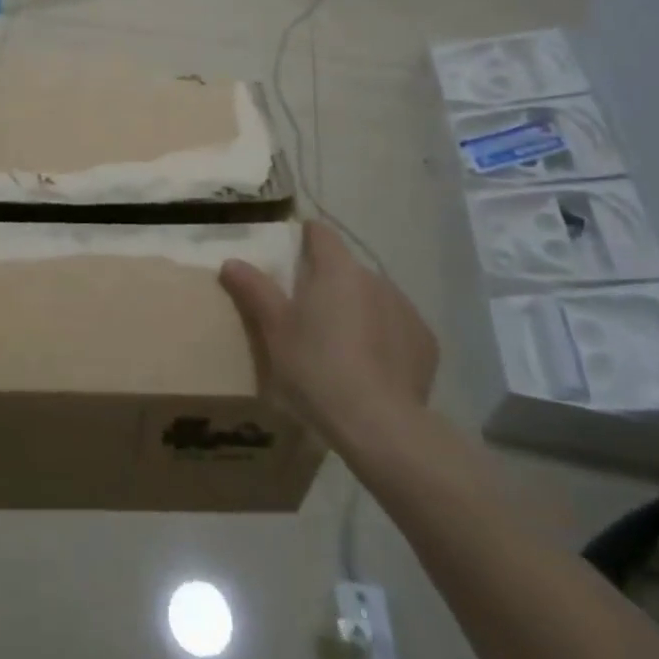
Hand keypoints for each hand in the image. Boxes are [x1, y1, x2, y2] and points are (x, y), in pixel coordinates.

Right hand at [220, 221, 438, 455]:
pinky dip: (384, 336)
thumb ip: (254, 289)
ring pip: (374, 298)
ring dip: (358, 309)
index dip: (305, 238)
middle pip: (346, 269)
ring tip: (340, 345)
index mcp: (337, 269)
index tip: (292, 254)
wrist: (379, 425)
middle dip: (329, 282)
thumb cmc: (316, 367)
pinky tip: (371, 366)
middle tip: (307, 313)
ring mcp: (406, 310)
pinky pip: (397, 327)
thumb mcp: (274, 329)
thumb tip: (232, 262)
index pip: (321, 234)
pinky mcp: (426, 343)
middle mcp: (375, 279)